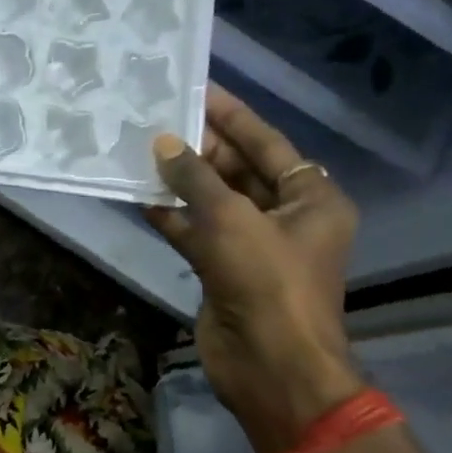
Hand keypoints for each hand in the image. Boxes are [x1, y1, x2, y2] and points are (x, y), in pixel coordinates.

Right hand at [145, 90, 361, 452]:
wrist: (269, 364)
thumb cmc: (266, 280)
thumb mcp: (231, 219)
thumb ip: (195, 177)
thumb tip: (161, 142)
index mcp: (311, 198)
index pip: (269, 144)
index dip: (233, 116)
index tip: (199, 89)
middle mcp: (286, 218)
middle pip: (240, 171)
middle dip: (201, 148)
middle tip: (158, 120)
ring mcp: (253, 246)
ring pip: (213, 202)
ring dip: (181, 181)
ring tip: (142, 151)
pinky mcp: (224, 271)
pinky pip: (196, 233)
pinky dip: (171, 217)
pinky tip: (140, 196)